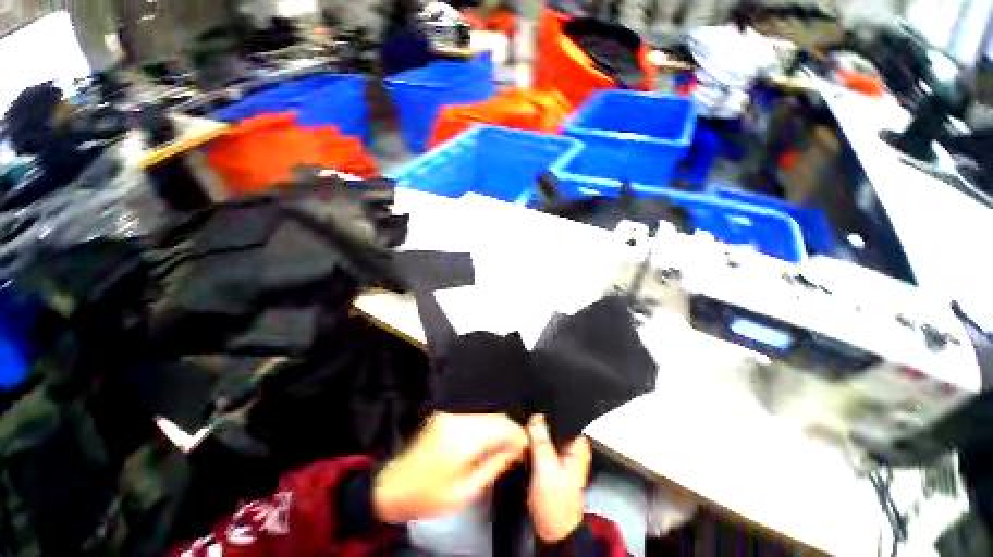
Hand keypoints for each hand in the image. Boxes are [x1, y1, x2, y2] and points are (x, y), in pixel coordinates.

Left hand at [373, 412, 527, 523]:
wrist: (394, 487)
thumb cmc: (428, 496)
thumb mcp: (465, 491)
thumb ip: (494, 465)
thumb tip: (516, 449)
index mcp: (461, 438)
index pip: (501, 425)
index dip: (518, 434)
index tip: (527, 447)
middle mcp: (456, 420)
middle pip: (495, 417)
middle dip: (510, 431)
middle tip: (517, 450)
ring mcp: (450, 415)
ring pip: (486, 415)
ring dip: (499, 429)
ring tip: (504, 448)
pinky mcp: (446, 416)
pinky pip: (475, 417)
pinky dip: (486, 427)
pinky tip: (487, 442)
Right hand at [527, 414, 591, 542]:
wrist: (551, 529)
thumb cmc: (556, 501)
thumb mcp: (546, 467)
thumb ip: (541, 440)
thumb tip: (536, 416)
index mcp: (577, 446)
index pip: (564, 418)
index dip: (548, 410)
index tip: (534, 404)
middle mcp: (570, 448)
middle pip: (553, 425)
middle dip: (538, 421)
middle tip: (524, 416)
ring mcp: (560, 456)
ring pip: (545, 435)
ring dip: (534, 433)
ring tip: (521, 427)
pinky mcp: (549, 463)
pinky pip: (539, 445)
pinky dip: (531, 444)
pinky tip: (522, 442)